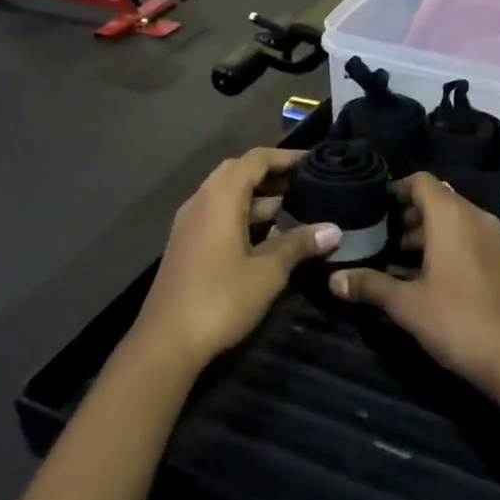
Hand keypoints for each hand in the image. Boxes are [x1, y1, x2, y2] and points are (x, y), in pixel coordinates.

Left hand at [137, 149, 342, 369]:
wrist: (165, 343)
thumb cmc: (220, 299)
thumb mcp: (268, 272)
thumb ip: (299, 245)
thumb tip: (334, 230)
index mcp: (220, 197)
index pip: (256, 159)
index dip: (286, 157)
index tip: (315, 162)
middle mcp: (201, 201)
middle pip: (238, 173)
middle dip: (272, 174)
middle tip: (305, 184)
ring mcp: (190, 224)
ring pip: (227, 196)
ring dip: (258, 198)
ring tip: (294, 208)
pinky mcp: (187, 245)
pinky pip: (218, 215)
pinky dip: (243, 215)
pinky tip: (267, 236)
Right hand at [331, 174, 499, 394]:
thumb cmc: (457, 321)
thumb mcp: (406, 304)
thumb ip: (369, 285)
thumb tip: (332, 279)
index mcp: (452, 217)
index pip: (421, 181)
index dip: (395, 189)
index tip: (372, 207)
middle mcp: (474, 217)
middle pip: (436, 198)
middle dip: (406, 213)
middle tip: (377, 235)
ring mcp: (491, 238)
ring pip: (452, 219)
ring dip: (424, 231)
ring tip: (394, 256)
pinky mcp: (499, 259)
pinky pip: (465, 236)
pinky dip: (443, 244)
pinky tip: (422, 275)